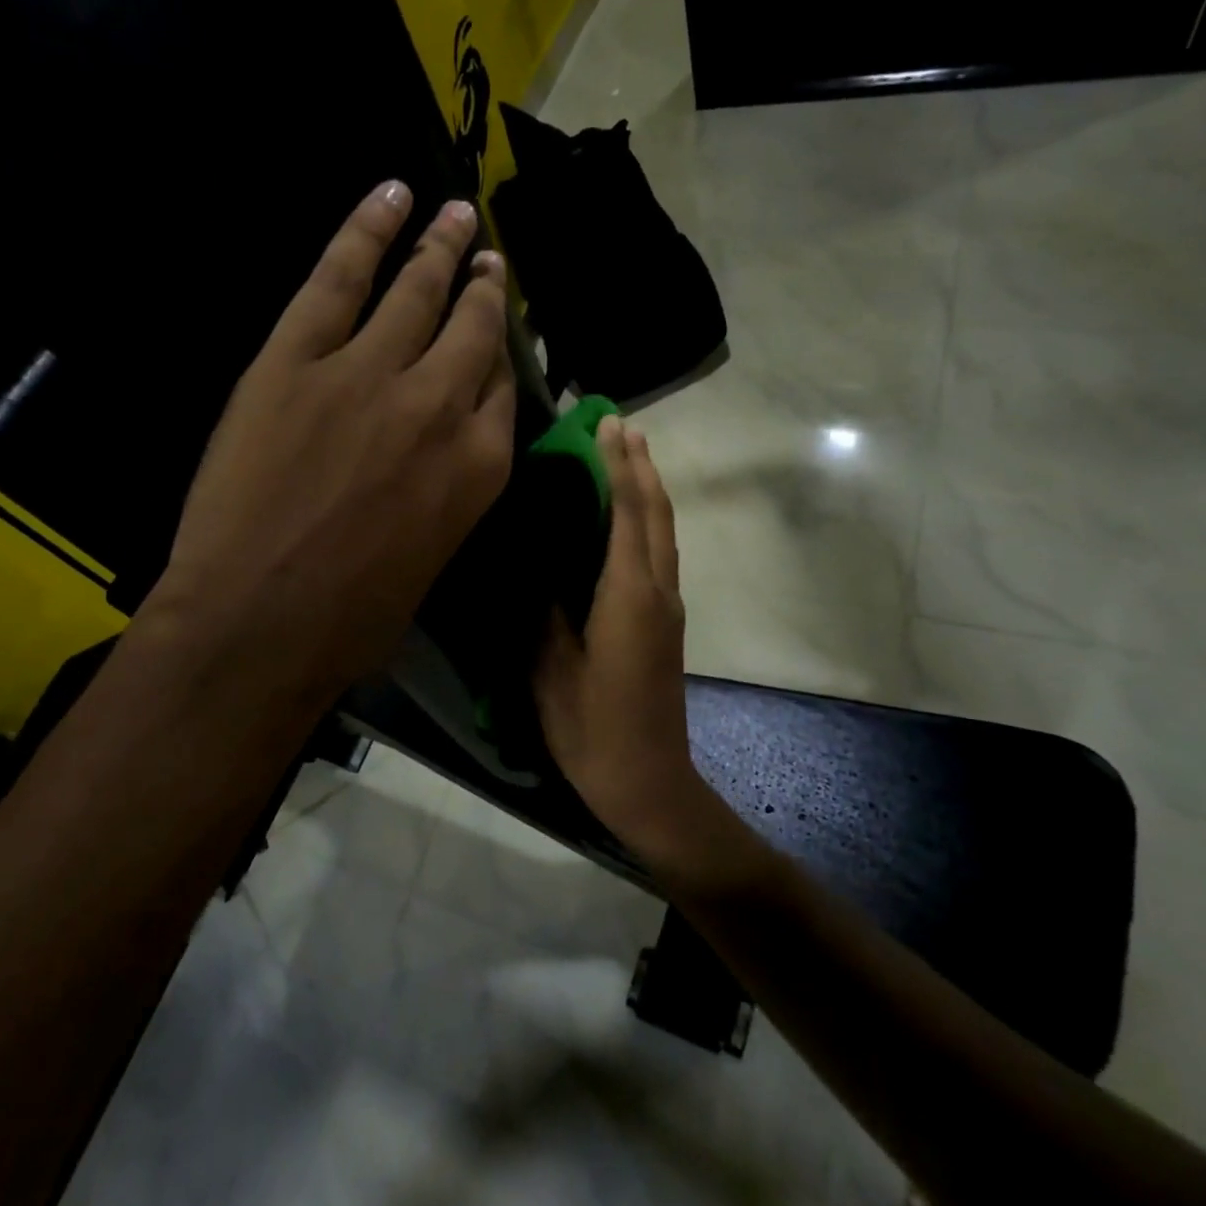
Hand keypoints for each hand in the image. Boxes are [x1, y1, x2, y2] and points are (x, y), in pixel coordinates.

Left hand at [144, 182, 515, 713]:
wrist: (260, 622)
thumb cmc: (354, 616)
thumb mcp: (432, 555)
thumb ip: (448, 492)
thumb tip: (439, 457)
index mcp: (480, 466)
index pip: (503, 389)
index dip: (502, 353)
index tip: (500, 327)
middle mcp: (440, 406)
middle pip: (474, 330)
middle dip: (485, 289)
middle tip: (489, 259)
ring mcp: (368, 373)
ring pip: (416, 292)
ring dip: (440, 247)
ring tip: (455, 214)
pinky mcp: (297, 358)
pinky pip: (338, 277)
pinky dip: (364, 230)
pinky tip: (389, 196)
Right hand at [534, 419, 727, 872]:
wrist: (650, 783)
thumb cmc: (595, 733)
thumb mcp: (553, 674)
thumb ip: (546, 614)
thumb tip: (538, 568)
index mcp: (628, 597)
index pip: (626, 513)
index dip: (616, 465)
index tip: (605, 423)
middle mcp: (657, 591)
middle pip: (655, 513)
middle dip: (640, 464)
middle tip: (619, 422)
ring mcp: (667, 607)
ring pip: (663, 531)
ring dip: (648, 488)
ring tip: (628, 453)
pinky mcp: (665, 623)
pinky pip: (658, 553)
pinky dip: (646, 519)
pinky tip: (627, 517)